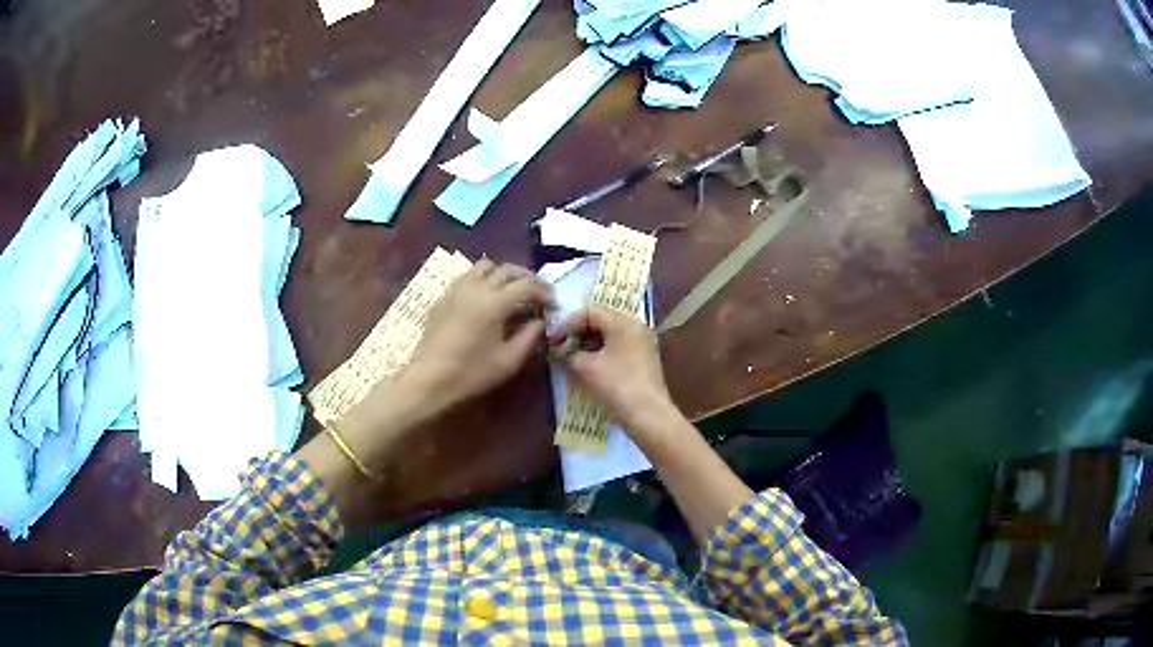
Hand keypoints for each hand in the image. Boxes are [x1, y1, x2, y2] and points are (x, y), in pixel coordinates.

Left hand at [400, 259, 553, 412]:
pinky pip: (468, 276)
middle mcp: (477, 287)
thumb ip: (529, 337)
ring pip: (485, 266)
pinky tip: (486, 297)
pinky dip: (483, 279)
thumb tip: (540, 321)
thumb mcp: (509, 361)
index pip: (527, 285)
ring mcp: (457, 288)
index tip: (553, 302)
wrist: (429, 379)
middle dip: (526, 278)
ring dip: (503, 274)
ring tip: (511, 290)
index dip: (544, 291)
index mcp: (495, 302)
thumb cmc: (471, 373)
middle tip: (536, 293)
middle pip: (507, 269)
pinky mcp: (444, 296)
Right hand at [549, 305, 673, 431]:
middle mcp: (635, 328)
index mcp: (624, 322)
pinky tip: (586, 369)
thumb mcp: (587, 368)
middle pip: (600, 322)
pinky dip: (599, 355)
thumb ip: (568, 355)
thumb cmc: (617, 385)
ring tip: (569, 361)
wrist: (649, 416)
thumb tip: (558, 352)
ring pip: (608, 337)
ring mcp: (641, 345)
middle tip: (559, 350)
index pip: (590, 311)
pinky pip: (616, 350)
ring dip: (586, 346)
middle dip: (577, 335)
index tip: (553, 340)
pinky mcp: (642, 361)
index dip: (567, 323)